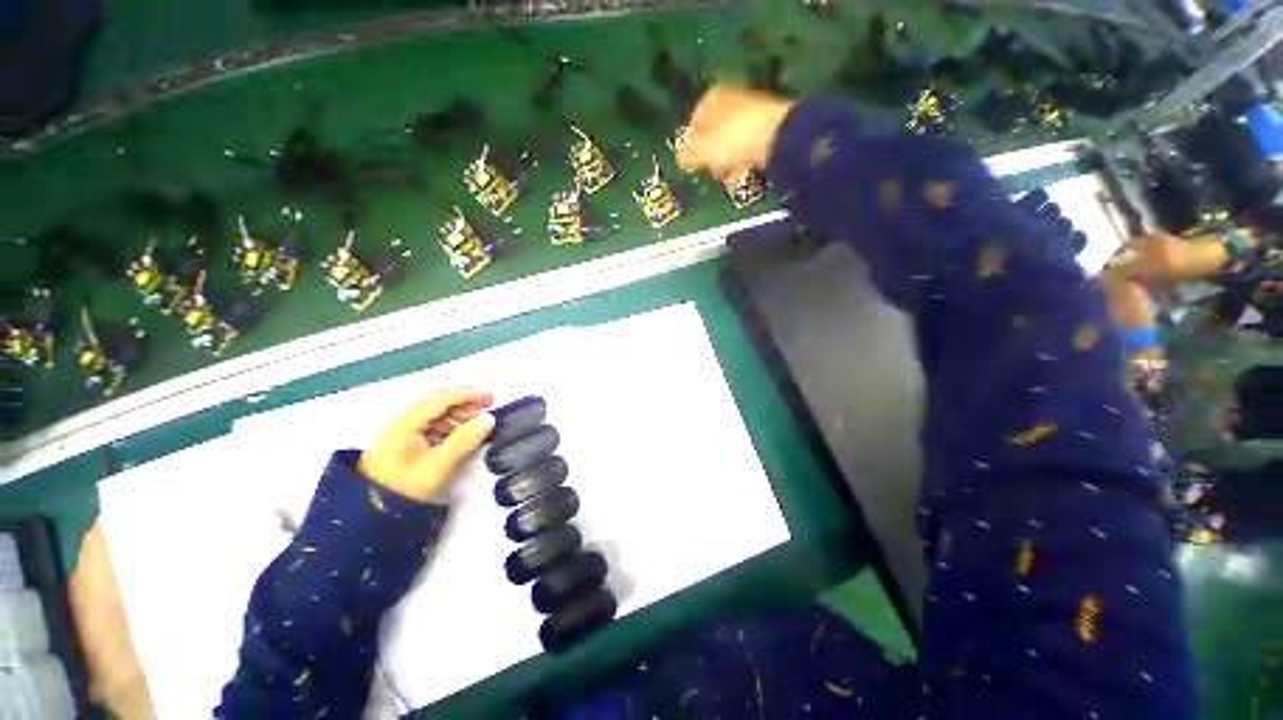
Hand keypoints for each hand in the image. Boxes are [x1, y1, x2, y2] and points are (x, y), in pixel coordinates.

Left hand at [358, 389, 495, 501]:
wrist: (370, 516)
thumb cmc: (406, 487)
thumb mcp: (439, 464)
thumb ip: (465, 439)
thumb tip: (488, 418)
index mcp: (406, 423)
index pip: (441, 399)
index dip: (468, 395)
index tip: (491, 398)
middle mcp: (401, 423)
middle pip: (436, 404)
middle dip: (463, 403)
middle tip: (487, 407)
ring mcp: (399, 434)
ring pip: (432, 416)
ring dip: (456, 415)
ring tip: (475, 424)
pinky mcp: (400, 446)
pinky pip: (428, 427)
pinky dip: (447, 427)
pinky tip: (458, 436)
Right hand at [676, 84, 794, 178]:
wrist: (775, 137)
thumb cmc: (731, 139)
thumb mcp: (702, 151)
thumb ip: (687, 156)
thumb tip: (679, 160)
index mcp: (712, 97)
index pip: (694, 122)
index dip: (691, 145)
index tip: (692, 163)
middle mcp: (731, 99)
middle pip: (713, 133)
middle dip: (711, 155)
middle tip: (711, 170)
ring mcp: (751, 112)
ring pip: (730, 141)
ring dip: (726, 161)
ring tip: (727, 175)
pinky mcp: (766, 127)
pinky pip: (746, 147)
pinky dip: (742, 160)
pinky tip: (741, 173)